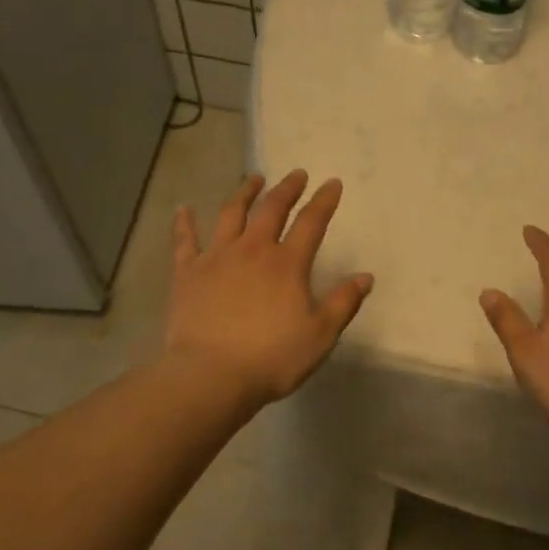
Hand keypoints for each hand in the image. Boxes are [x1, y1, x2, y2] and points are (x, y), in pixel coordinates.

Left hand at [165, 170, 373, 406]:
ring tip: (253, 179)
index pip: (311, 222)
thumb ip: (343, 303)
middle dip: (287, 188)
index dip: (324, 201)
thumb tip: (365, 277)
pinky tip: (182, 209)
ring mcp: (217, 257)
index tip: (332, 183)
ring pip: (231, 214)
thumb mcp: (320, 335)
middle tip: (296, 174)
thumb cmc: (271, 358)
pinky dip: (184, 223)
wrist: (210, 375)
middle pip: (272, 209)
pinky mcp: (188, 273)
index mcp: (287, 264)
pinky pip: (185, 241)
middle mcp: (253, 250)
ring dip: (244, 193)